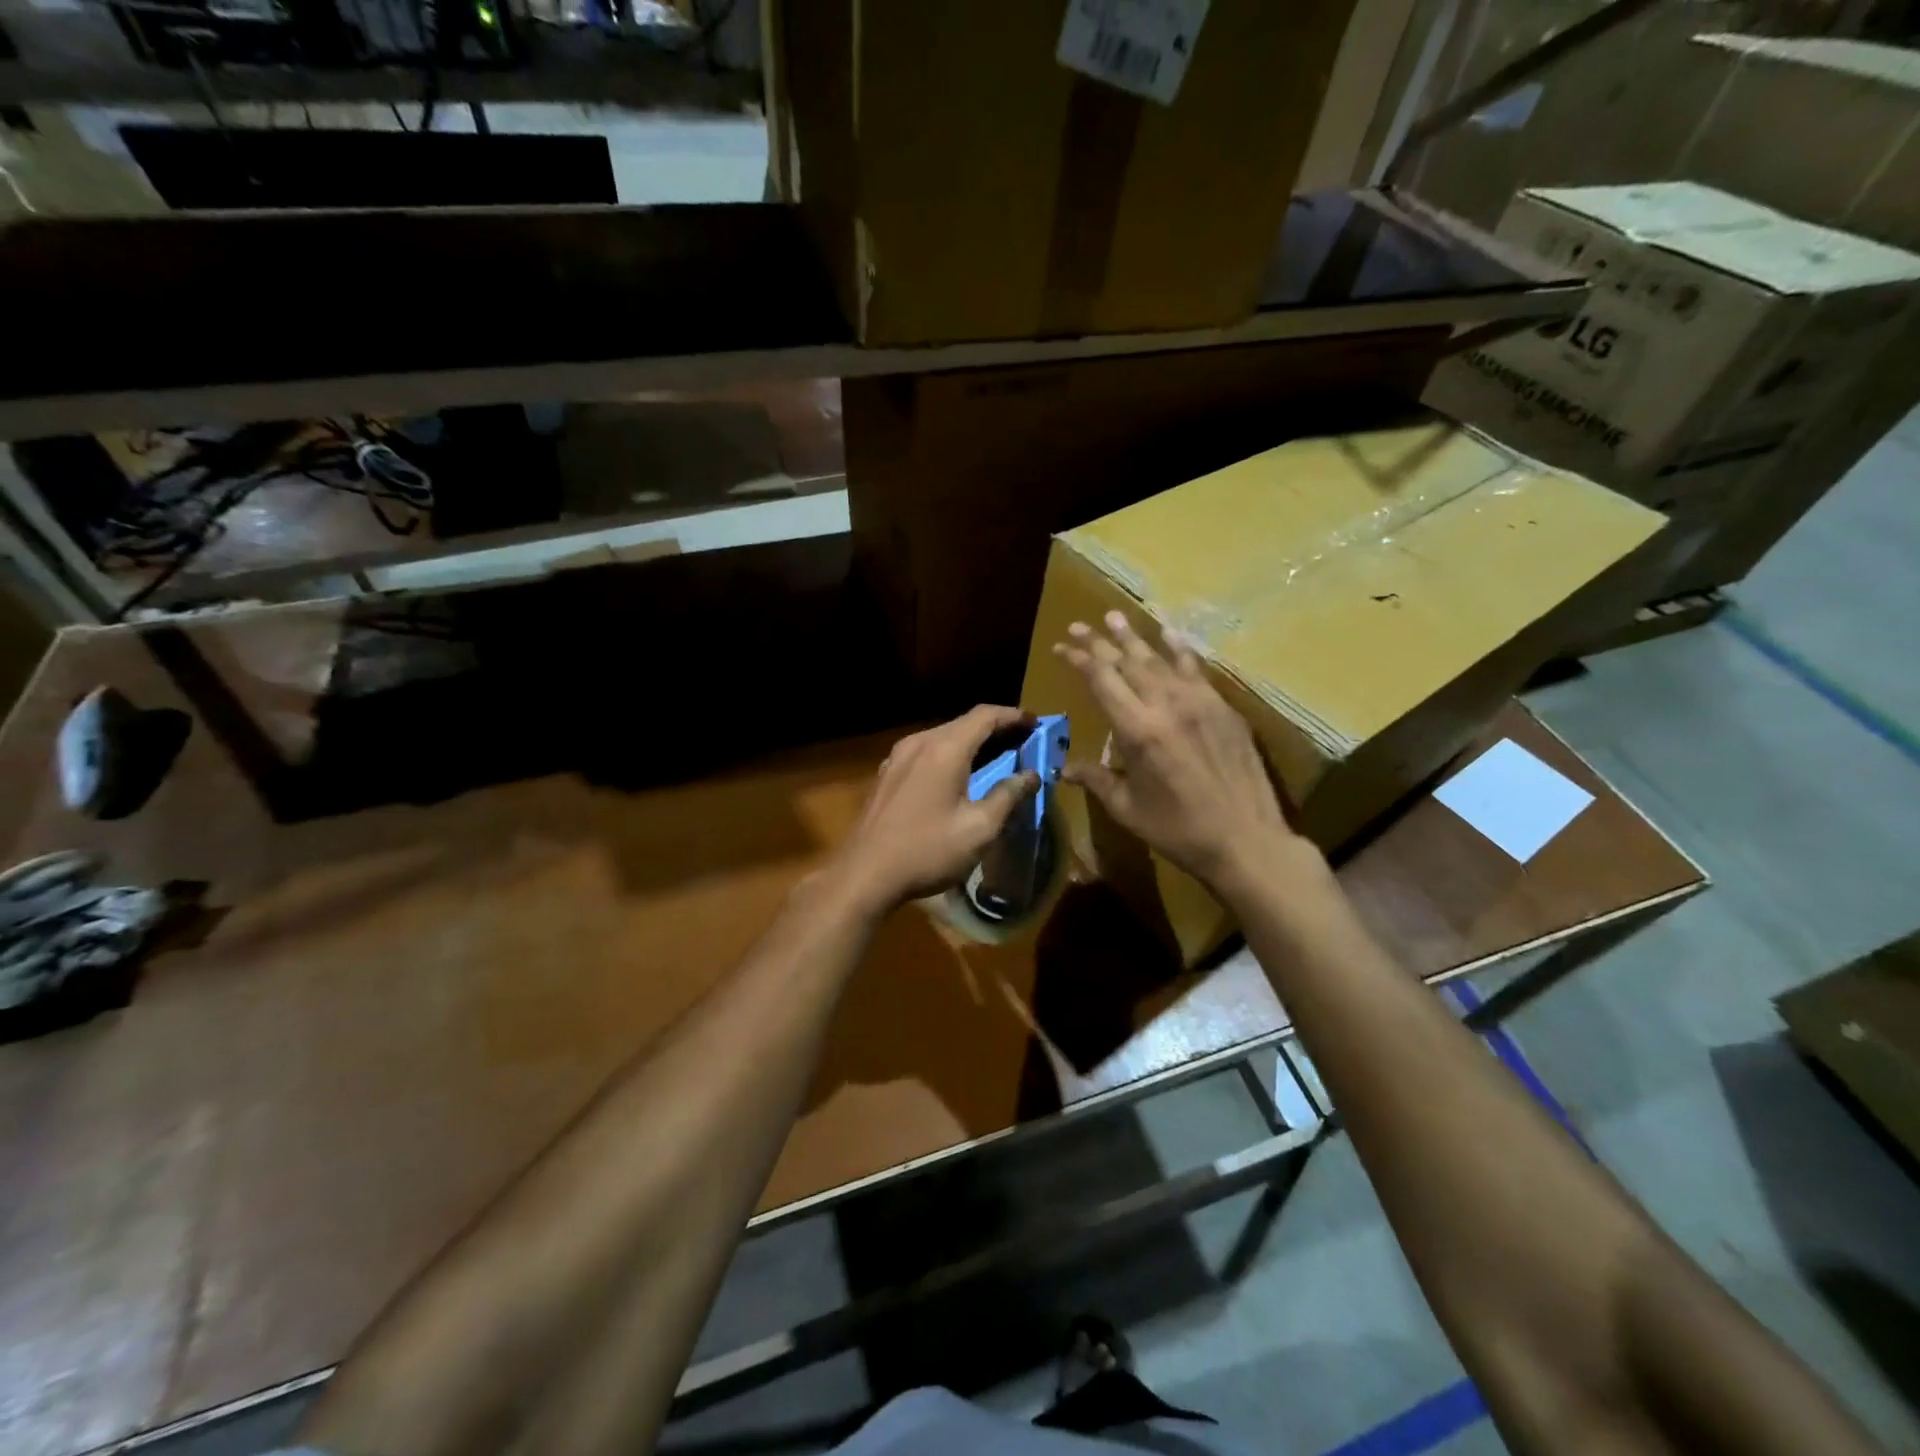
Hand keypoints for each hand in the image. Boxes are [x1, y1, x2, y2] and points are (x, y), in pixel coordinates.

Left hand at [829, 705, 1038, 915]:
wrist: (865, 874)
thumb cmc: (927, 851)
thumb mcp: (979, 829)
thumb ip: (1008, 796)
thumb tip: (1030, 775)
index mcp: (944, 749)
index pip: (985, 716)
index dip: (1013, 715)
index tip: (1036, 722)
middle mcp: (919, 743)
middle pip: (963, 723)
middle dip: (995, 728)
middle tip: (1022, 741)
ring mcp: (897, 757)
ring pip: (942, 737)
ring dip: (971, 741)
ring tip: (996, 755)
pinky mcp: (886, 774)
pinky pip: (925, 752)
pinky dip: (949, 754)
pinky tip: (958, 773)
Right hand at [1053, 611, 1314, 896]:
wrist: (1246, 839)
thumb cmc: (1178, 830)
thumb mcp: (1128, 808)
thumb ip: (1097, 780)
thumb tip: (1064, 768)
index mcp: (1137, 731)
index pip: (1102, 681)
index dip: (1080, 660)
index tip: (1062, 646)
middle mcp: (1166, 705)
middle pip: (1127, 662)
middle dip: (1100, 642)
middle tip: (1081, 625)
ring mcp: (1199, 702)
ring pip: (1160, 659)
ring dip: (1135, 637)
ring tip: (1115, 616)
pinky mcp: (1223, 708)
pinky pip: (1196, 669)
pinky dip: (1179, 649)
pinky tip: (1169, 633)